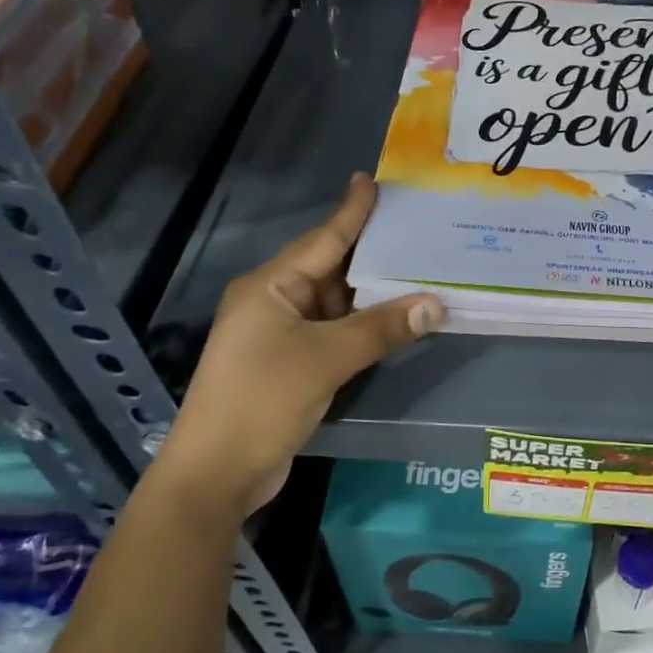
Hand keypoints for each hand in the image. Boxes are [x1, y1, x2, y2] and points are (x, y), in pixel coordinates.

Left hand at [160, 174, 444, 518]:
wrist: (217, 472)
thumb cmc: (263, 399)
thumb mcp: (326, 358)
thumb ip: (381, 329)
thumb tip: (435, 304)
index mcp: (270, 286)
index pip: (322, 239)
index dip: (351, 211)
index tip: (372, 180)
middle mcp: (273, 302)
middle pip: (330, 269)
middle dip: (372, 255)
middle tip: (416, 232)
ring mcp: (279, 335)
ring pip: (334, 304)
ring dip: (371, 297)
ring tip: (418, 275)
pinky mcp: (289, 364)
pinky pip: (332, 333)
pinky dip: (361, 328)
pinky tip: (393, 322)